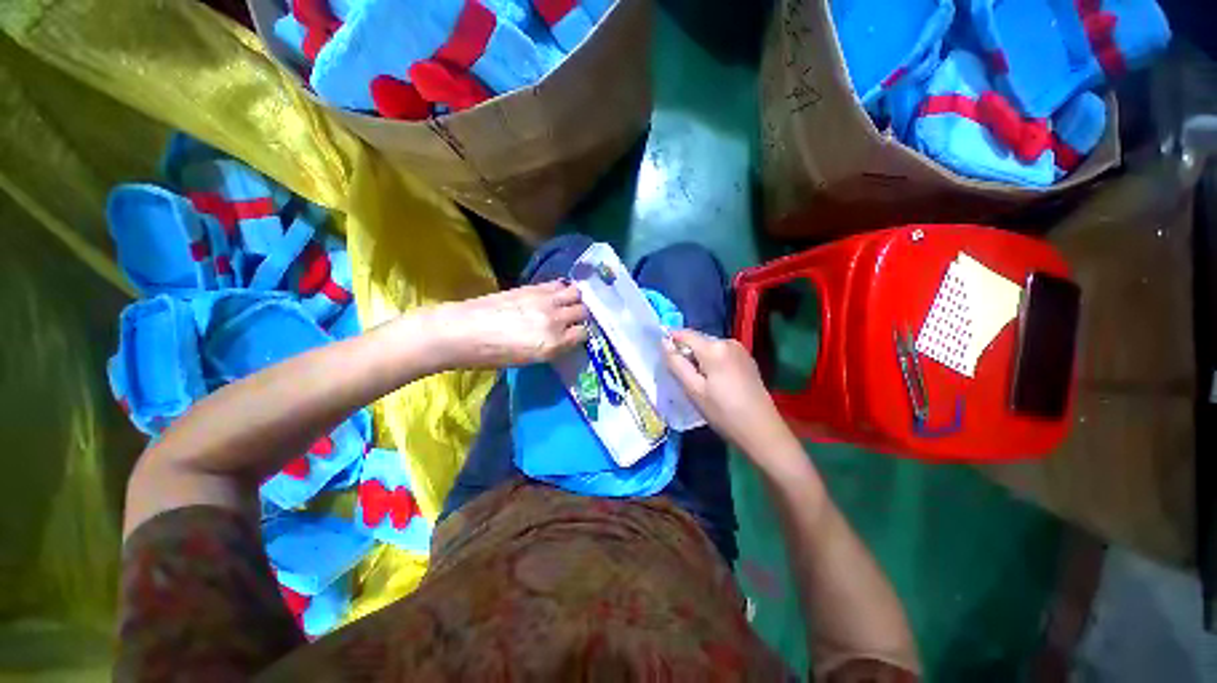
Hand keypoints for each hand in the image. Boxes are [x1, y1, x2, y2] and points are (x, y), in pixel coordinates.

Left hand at [440, 281, 588, 367]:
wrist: (462, 332)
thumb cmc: (492, 355)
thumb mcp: (530, 360)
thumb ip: (554, 347)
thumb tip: (565, 338)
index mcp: (553, 343)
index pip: (583, 334)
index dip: (580, 335)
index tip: (574, 336)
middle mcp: (555, 319)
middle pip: (583, 311)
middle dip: (580, 316)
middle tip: (573, 320)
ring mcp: (545, 300)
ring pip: (575, 293)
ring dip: (574, 299)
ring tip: (567, 305)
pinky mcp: (533, 287)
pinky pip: (558, 284)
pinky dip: (561, 289)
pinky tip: (555, 295)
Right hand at [663, 329, 794, 456]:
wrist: (762, 431)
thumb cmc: (723, 412)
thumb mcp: (693, 390)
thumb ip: (676, 363)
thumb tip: (664, 342)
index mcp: (714, 348)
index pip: (684, 334)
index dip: (671, 340)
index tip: (663, 357)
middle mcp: (728, 342)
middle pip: (698, 340)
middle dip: (686, 353)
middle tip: (681, 377)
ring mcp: (740, 350)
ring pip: (709, 348)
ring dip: (699, 359)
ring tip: (697, 383)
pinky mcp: (746, 359)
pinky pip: (721, 354)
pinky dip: (712, 362)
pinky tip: (714, 382)